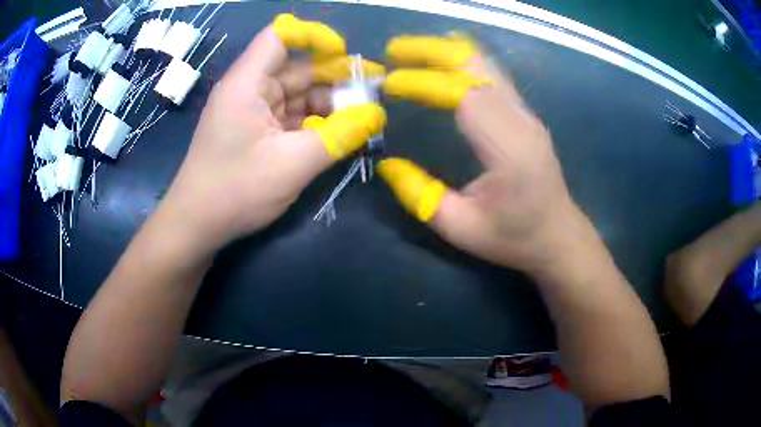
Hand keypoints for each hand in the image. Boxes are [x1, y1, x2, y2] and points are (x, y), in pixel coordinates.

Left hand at [157, 15, 385, 251]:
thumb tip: (376, 114)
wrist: (196, 225)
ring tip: (360, 121)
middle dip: (335, 78)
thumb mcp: (292, 164)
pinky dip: (314, 123)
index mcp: (248, 82)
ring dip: (328, 105)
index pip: (280, 36)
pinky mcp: (255, 131)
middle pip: (297, 68)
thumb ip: (338, 136)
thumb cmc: (235, 191)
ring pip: (297, 94)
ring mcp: (252, 111)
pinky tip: (337, 135)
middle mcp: (249, 89)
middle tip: (372, 95)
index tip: (344, 55)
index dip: (314, 36)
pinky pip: (290, 117)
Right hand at [379, 35, 581, 273]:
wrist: (558, 235)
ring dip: (447, 52)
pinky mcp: (525, 114)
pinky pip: (494, 75)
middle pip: (477, 69)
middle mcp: (521, 122)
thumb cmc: (513, 238)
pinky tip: (446, 55)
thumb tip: (387, 164)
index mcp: (509, 150)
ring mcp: (526, 115)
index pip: (464, 96)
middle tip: (394, 50)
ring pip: (486, 66)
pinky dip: (466, 60)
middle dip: (433, 52)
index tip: (390, 83)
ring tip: (411, 49)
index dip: (425, 82)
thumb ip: (421, 197)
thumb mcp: (461, 229)